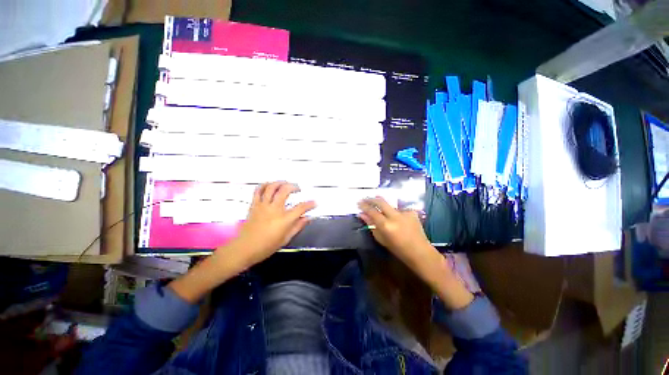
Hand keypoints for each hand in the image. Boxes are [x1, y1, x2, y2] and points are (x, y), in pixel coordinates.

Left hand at [232, 181, 315, 266]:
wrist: (244, 248)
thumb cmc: (267, 246)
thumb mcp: (286, 239)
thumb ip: (298, 226)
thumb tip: (308, 218)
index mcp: (284, 220)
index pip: (301, 208)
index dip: (310, 204)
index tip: (315, 202)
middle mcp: (274, 209)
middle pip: (285, 190)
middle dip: (294, 187)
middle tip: (298, 189)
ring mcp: (263, 206)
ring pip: (272, 187)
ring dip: (281, 182)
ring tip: (286, 184)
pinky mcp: (254, 205)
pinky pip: (258, 190)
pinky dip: (265, 185)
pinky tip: (270, 185)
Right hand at [358, 197, 433, 268]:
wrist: (420, 252)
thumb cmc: (398, 249)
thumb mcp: (381, 239)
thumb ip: (371, 225)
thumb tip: (362, 214)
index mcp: (386, 225)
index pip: (372, 211)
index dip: (364, 206)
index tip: (359, 203)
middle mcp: (395, 216)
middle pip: (381, 201)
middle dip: (371, 199)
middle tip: (365, 199)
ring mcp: (405, 212)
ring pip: (390, 205)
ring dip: (384, 207)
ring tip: (383, 213)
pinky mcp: (412, 212)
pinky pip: (399, 209)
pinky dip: (395, 213)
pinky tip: (397, 220)